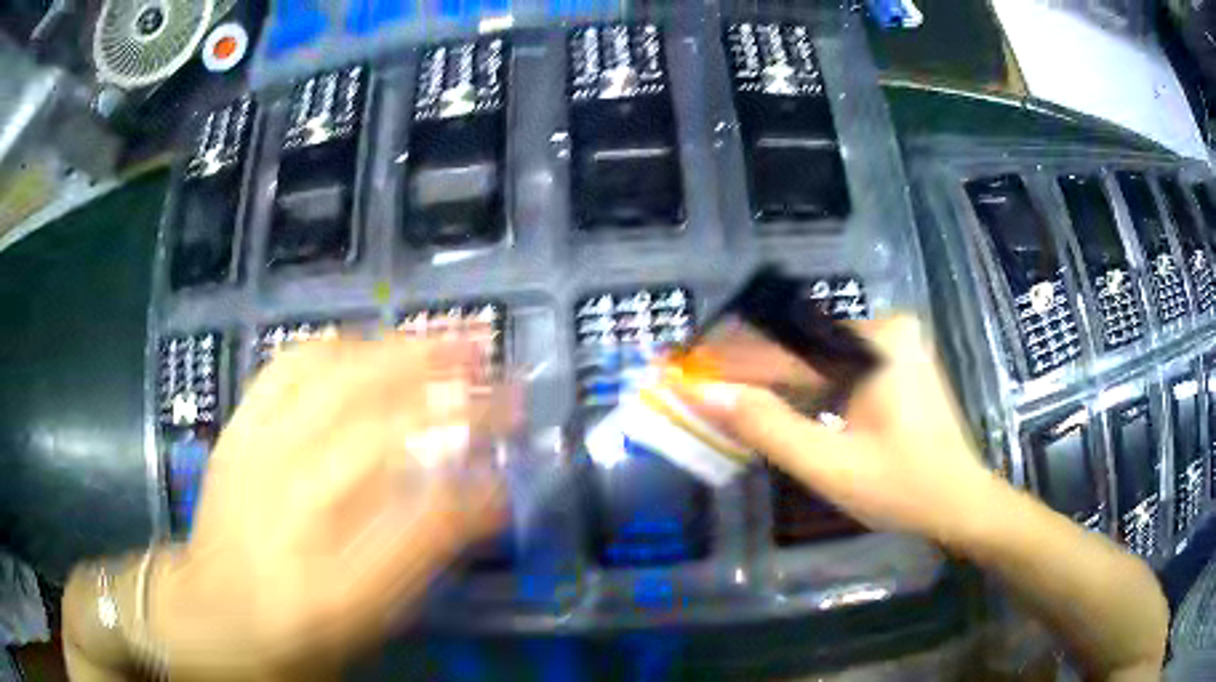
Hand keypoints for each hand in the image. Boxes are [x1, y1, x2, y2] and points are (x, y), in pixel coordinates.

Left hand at [150, 337, 512, 677]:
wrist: (207, 613)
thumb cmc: (290, 634)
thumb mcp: (365, 624)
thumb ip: (420, 563)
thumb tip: (480, 505)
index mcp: (331, 587)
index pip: (424, 527)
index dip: (479, 494)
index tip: (514, 477)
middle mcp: (290, 513)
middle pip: (381, 435)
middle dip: (458, 403)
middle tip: (505, 383)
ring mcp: (256, 458)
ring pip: (336, 383)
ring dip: (406, 355)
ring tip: (453, 340)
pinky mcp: (237, 429)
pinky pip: (288, 367)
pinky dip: (339, 346)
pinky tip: (370, 343)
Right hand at [668, 316, 1001, 546]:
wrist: (960, 503)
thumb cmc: (902, 489)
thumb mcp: (830, 465)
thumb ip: (768, 427)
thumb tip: (707, 394)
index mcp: (877, 343)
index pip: (789, 349)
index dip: (733, 361)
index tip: (687, 364)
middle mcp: (886, 329)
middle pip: (803, 349)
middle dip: (751, 369)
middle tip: (700, 380)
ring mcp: (894, 345)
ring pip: (818, 360)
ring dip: (774, 379)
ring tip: (726, 391)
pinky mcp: (896, 364)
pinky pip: (838, 371)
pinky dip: (804, 389)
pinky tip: (775, 402)